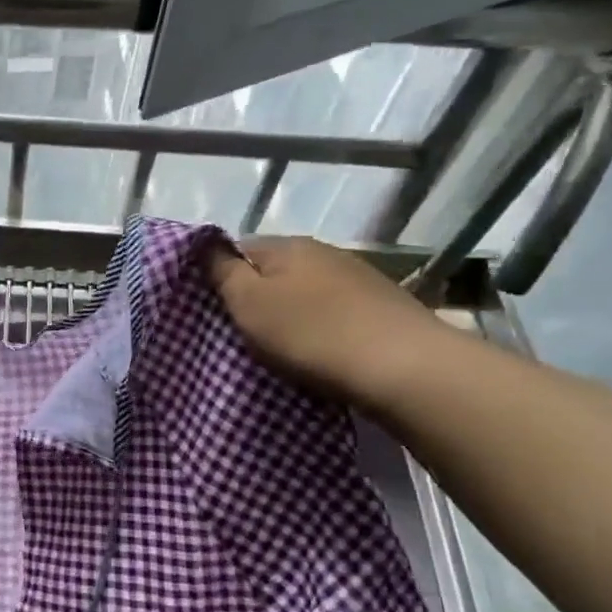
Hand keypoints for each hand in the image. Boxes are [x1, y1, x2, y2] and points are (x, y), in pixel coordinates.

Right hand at [209, 237, 449, 408]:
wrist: (404, 367)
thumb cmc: (310, 333)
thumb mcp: (248, 303)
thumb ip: (223, 272)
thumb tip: (207, 246)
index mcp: (286, 245)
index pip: (238, 248)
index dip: (221, 275)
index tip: (215, 308)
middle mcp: (323, 251)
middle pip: (274, 270)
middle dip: (257, 295)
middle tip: (244, 331)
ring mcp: (358, 277)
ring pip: (306, 290)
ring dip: (291, 312)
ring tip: (282, 345)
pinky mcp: (383, 305)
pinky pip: (334, 310)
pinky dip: (321, 326)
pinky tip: (321, 349)